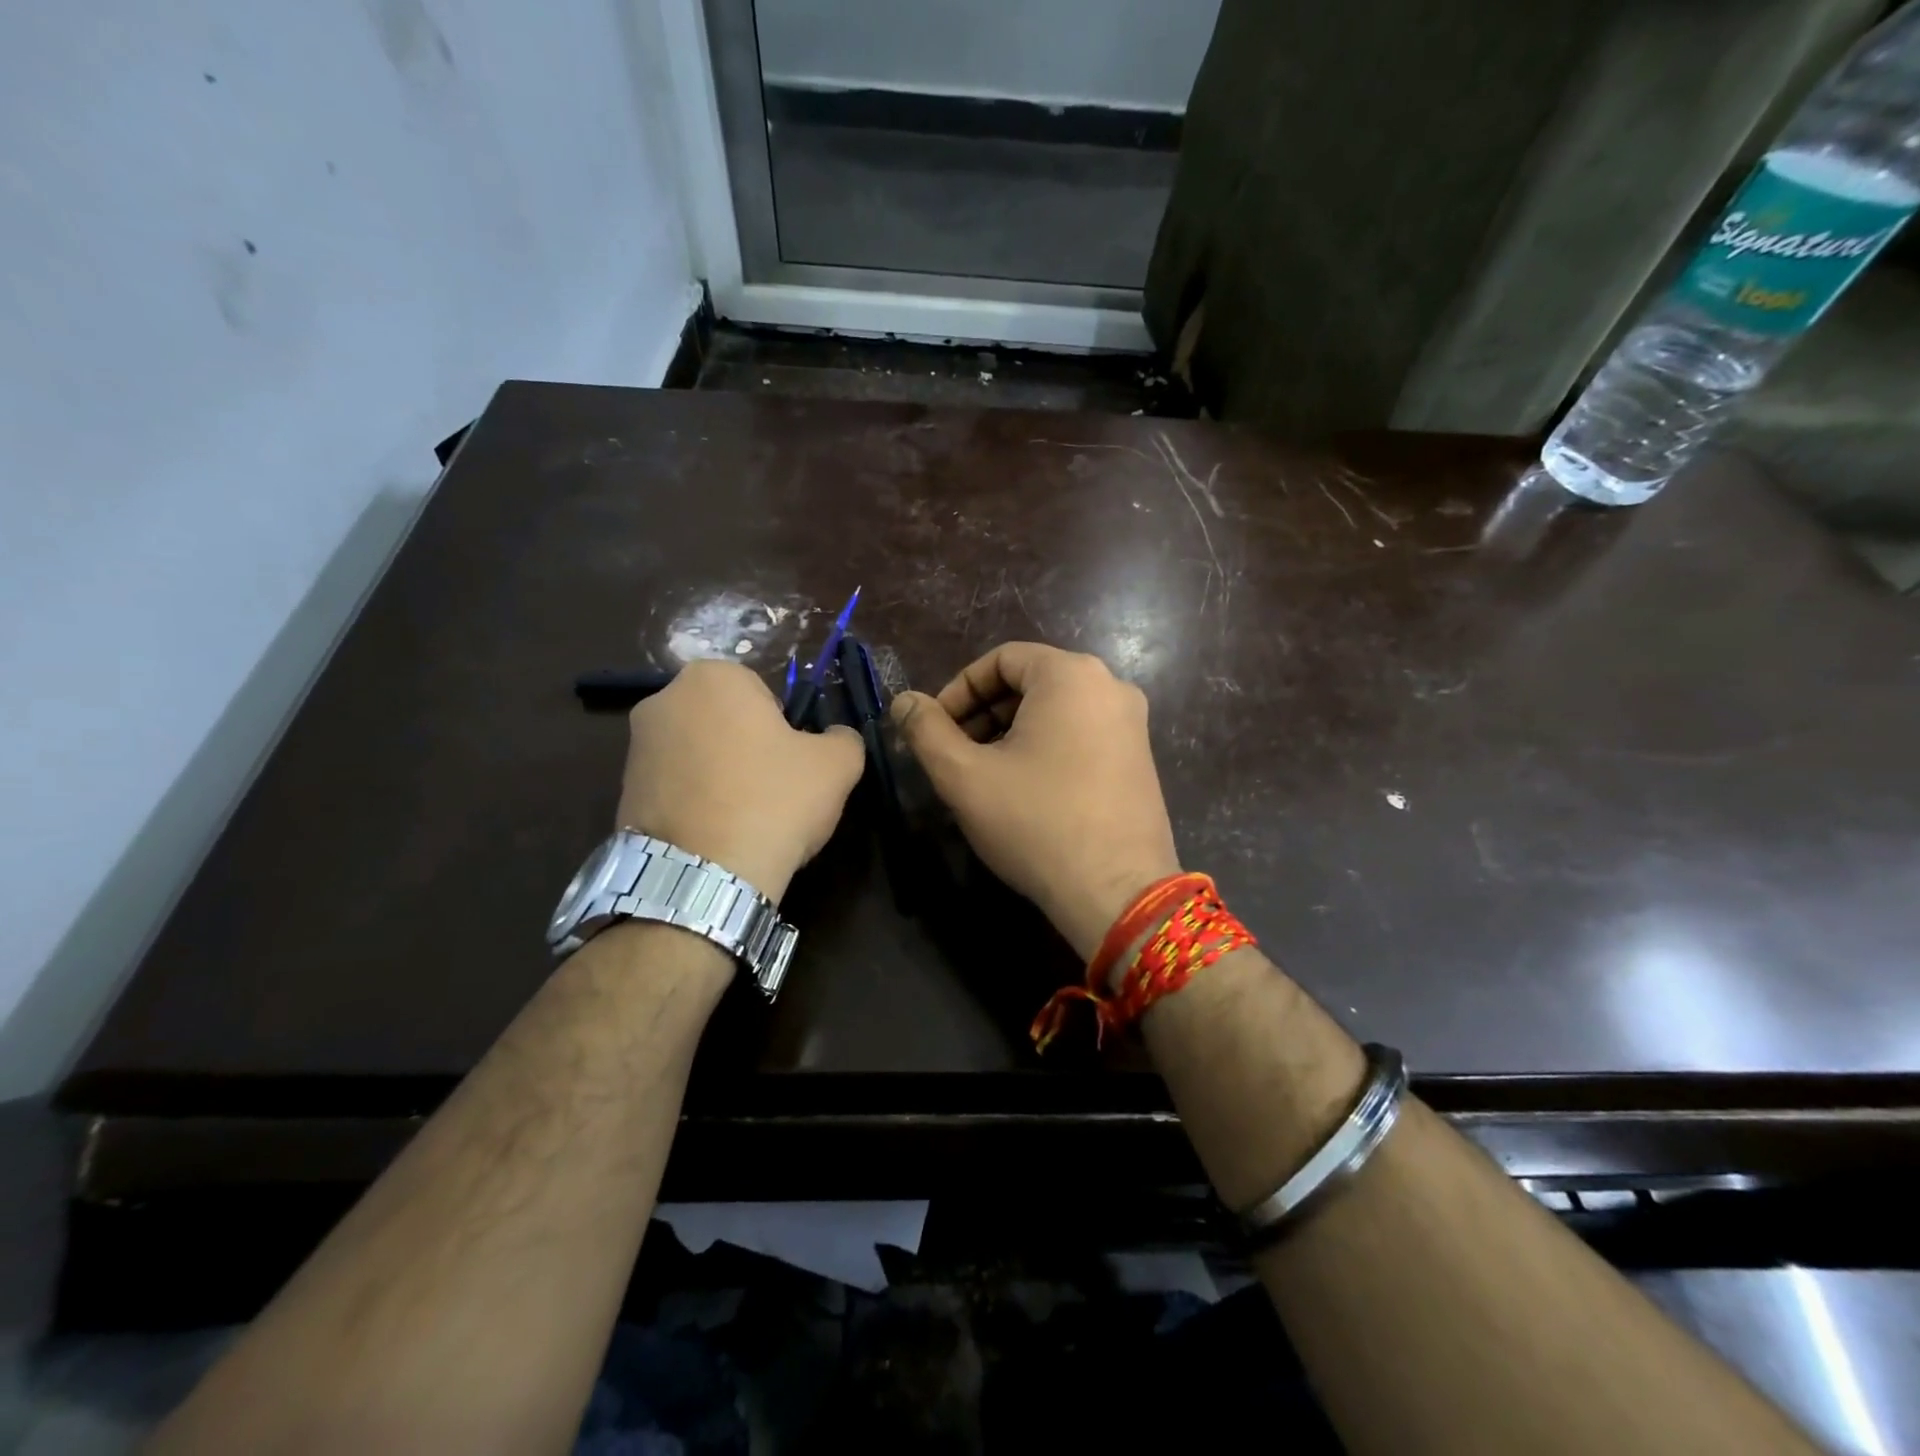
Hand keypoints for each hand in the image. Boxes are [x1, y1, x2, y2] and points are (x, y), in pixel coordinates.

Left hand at [617, 661, 864, 903]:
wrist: (703, 876)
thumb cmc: (774, 801)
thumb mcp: (837, 765)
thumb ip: (844, 738)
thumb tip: (836, 738)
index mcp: (714, 677)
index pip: (765, 694)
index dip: (786, 729)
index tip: (794, 764)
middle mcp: (663, 700)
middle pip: (726, 721)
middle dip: (749, 748)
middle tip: (774, 791)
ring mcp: (635, 747)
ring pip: (700, 755)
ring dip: (722, 777)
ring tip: (746, 820)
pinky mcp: (621, 792)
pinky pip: (676, 788)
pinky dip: (696, 804)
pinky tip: (717, 836)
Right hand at [890, 642, 1181, 959]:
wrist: (1116, 893)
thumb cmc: (1036, 823)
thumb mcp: (965, 776)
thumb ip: (926, 730)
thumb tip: (904, 701)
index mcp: (1071, 675)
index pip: (1001, 659)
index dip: (958, 690)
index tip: (935, 729)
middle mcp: (1110, 686)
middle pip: (1030, 682)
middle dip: (984, 714)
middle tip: (955, 755)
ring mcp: (1132, 723)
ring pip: (1056, 711)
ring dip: (1011, 733)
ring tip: (984, 776)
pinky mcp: (1140, 758)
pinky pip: (1082, 734)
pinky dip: (1046, 748)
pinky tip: (1025, 790)